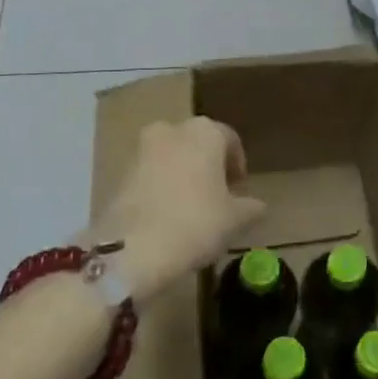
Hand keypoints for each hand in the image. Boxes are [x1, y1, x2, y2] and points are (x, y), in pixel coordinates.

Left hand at [92, 117, 264, 302]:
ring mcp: (142, 149)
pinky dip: (161, 187)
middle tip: (217, 196)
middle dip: (209, 166)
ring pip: (172, 157)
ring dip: (183, 175)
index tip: (240, 191)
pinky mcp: (120, 172)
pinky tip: (167, 215)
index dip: (237, 165)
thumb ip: (250, 207)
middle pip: (198, 144)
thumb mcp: (235, 219)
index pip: (230, 140)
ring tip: (191, 208)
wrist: (132, 248)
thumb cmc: (195, 223)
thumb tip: (257, 206)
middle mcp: (172, 130)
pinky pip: (150, 174)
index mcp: (205, 132)